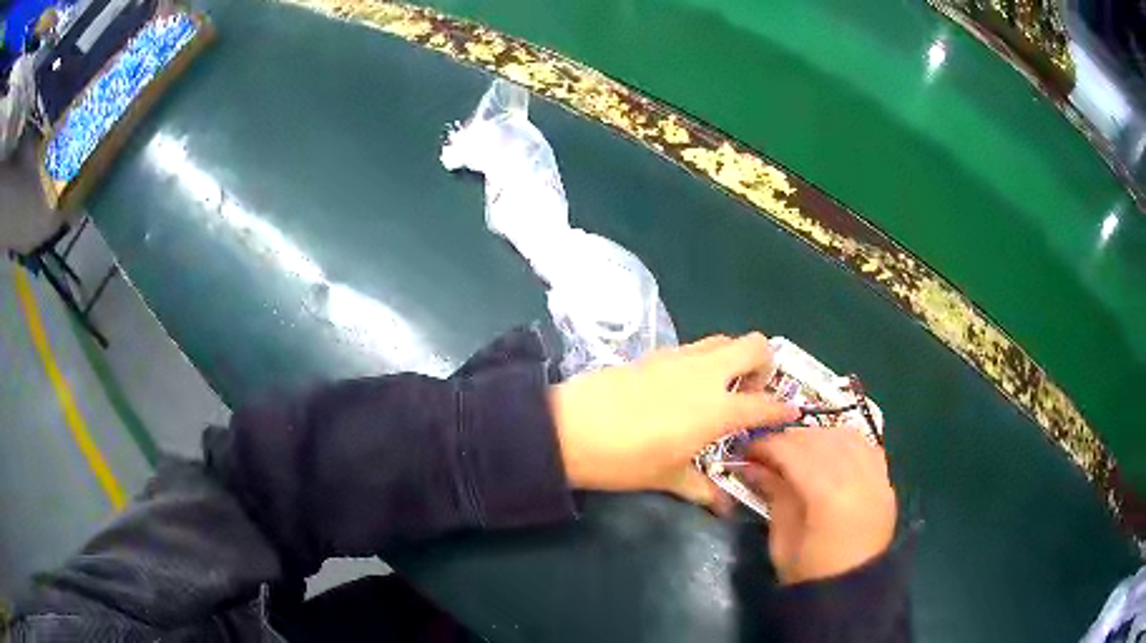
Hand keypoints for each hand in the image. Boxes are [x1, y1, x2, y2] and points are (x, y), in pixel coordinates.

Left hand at [549, 333, 798, 506]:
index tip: (790, 413)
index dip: (783, 409)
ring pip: (723, 340)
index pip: (765, 403)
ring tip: (720, 390)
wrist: (569, 428)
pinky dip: (704, 360)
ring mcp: (679, 357)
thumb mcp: (667, 477)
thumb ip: (702, 489)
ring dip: (733, 358)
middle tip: (751, 393)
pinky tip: (685, 388)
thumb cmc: (625, 460)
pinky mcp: (655, 352)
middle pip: (754, 344)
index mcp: (717, 408)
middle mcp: (706, 374)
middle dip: (764, 364)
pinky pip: (694, 347)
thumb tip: (724, 507)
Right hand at [742, 428, 896, 584]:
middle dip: (790, 438)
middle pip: (821, 439)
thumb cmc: (810, 575)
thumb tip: (755, 465)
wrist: (851, 595)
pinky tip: (831, 451)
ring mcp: (877, 478)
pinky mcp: (887, 483)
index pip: (794, 453)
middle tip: (768, 450)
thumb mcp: (783, 540)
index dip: (767, 446)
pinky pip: (868, 447)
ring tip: (799, 449)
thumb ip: (775, 495)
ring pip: (847, 436)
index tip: (747, 449)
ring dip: (819, 436)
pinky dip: (846, 442)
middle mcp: (858, 477)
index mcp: (828, 496)